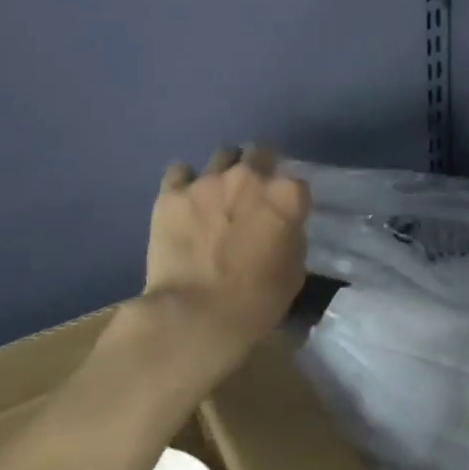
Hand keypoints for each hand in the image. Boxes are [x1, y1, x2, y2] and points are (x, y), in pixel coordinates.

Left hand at [132, 144, 310, 394]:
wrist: (196, 316)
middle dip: (259, 167)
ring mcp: (207, 181)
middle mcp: (249, 177)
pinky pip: (180, 172)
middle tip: (251, 193)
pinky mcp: (171, 193)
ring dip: (224, 171)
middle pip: (259, 153)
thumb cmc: (256, 302)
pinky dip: (184, 183)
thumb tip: (279, 227)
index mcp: (286, 196)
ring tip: (217, 193)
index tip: (282, 213)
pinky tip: (184, 200)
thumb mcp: (293, 271)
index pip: (296, 182)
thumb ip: (290, 237)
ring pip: (221, 155)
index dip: (289, 198)